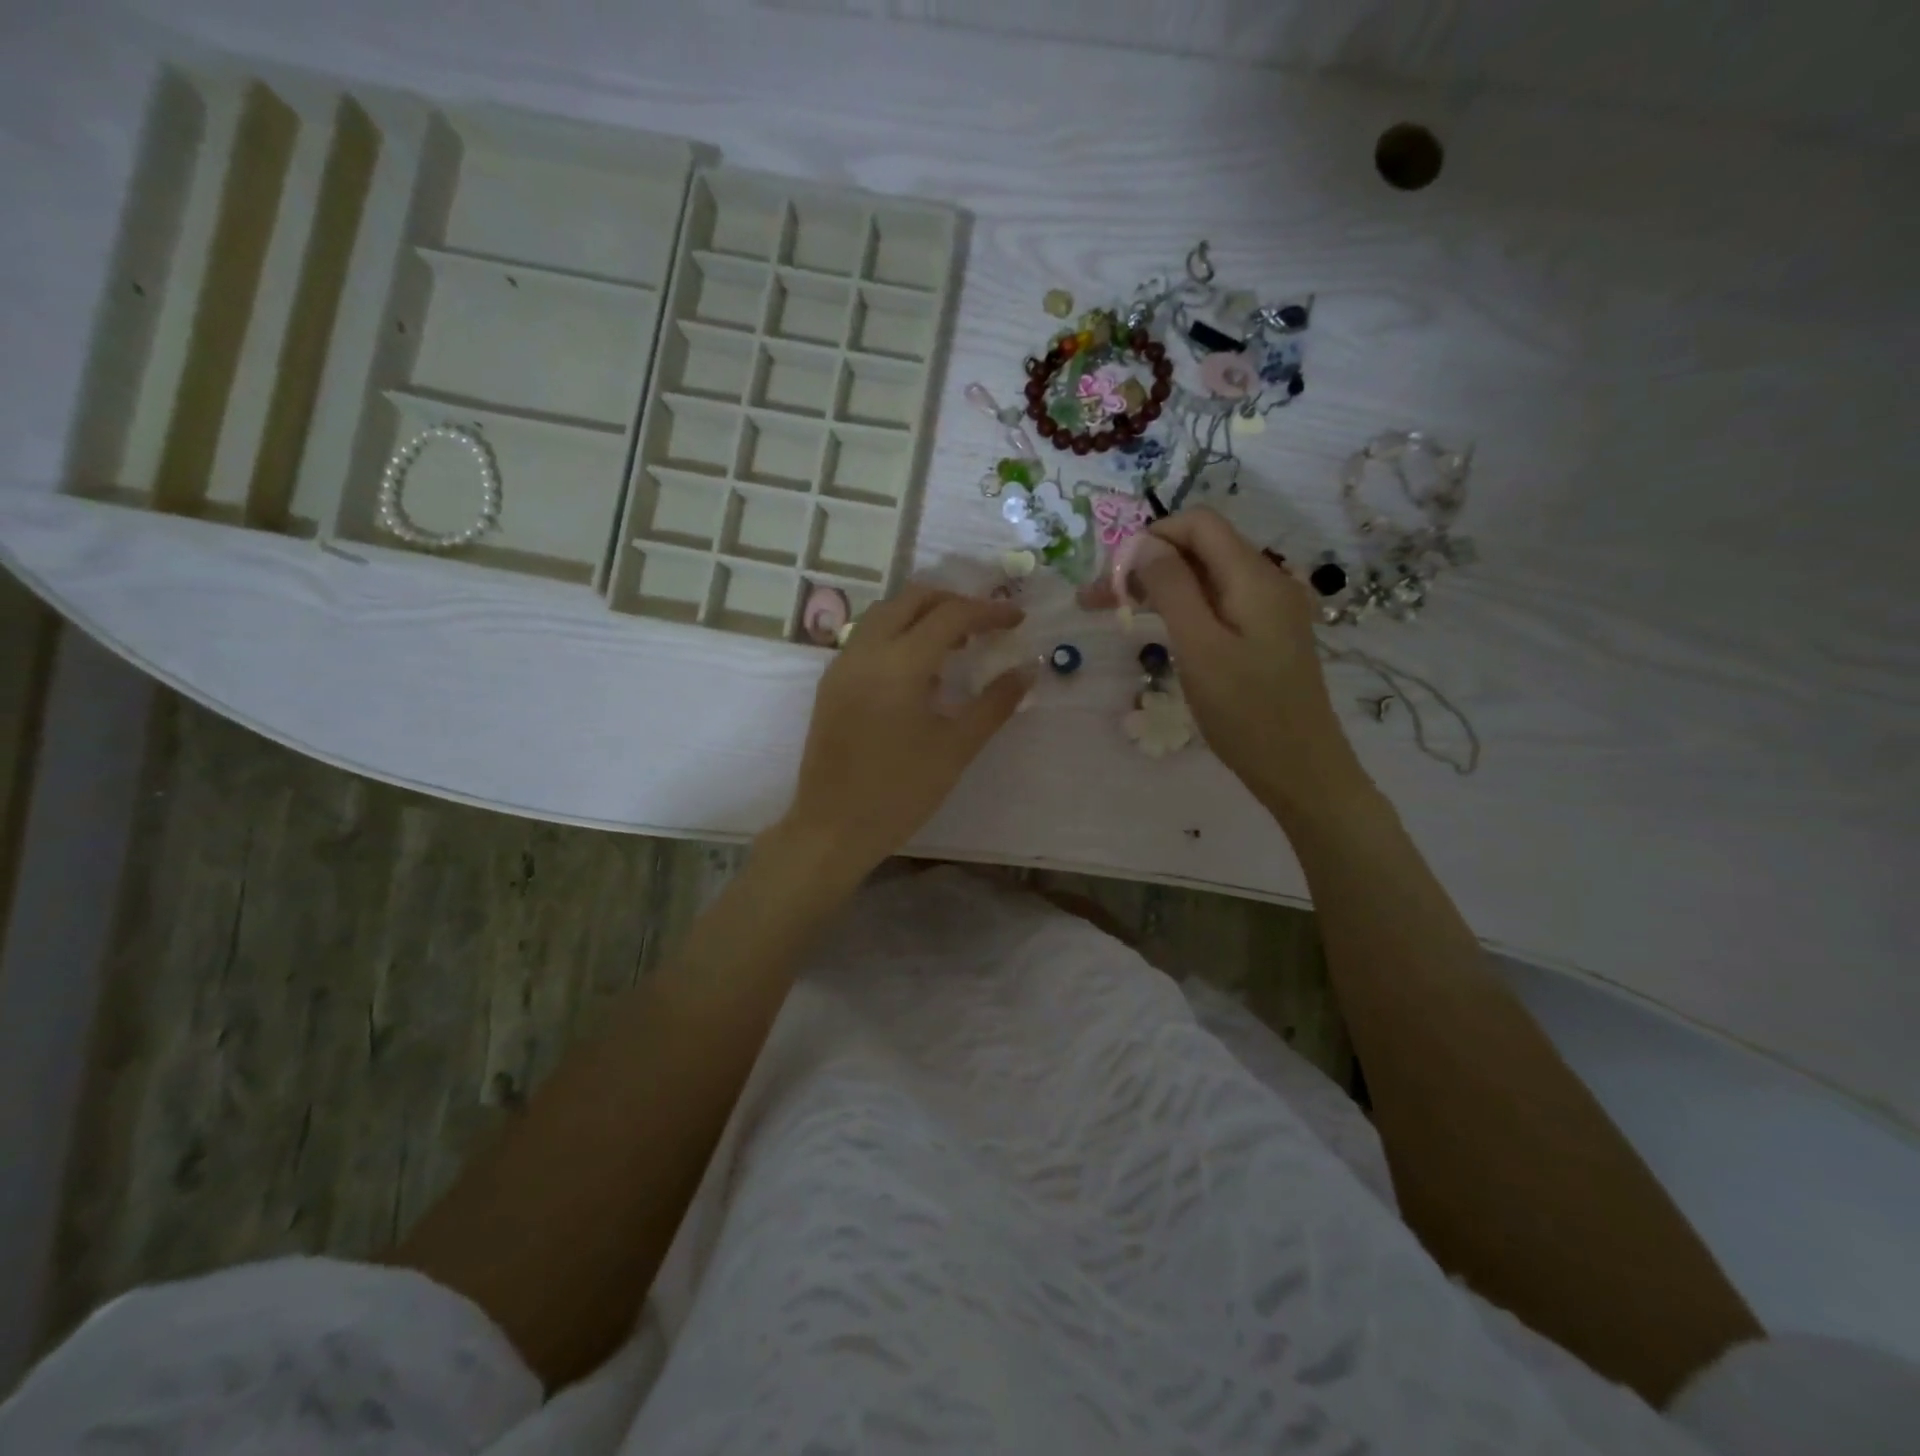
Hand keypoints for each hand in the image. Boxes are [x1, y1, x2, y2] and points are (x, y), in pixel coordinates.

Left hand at [777, 584, 1029, 877]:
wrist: (832, 828)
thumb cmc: (900, 791)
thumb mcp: (956, 748)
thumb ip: (995, 703)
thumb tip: (1028, 669)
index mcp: (900, 663)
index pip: (951, 615)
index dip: (989, 611)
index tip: (1017, 620)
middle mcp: (866, 650)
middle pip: (913, 598)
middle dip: (953, 602)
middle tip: (985, 624)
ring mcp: (843, 664)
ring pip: (885, 613)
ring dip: (923, 614)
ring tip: (956, 644)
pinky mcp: (831, 683)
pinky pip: (867, 637)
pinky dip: (898, 634)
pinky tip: (919, 669)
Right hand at [1132, 508, 1370, 817]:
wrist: (1300, 768)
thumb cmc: (1246, 712)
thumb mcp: (1200, 647)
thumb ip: (1172, 589)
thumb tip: (1144, 543)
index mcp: (1253, 577)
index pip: (1199, 523)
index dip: (1152, 537)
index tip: (1114, 575)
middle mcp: (1265, 581)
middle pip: (1200, 548)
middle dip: (1147, 564)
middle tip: (1098, 600)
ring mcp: (1267, 609)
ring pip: (1205, 577)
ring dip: (1160, 587)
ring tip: (1116, 613)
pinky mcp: (1264, 634)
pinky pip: (1218, 603)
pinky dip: (1182, 608)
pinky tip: (1158, 629)